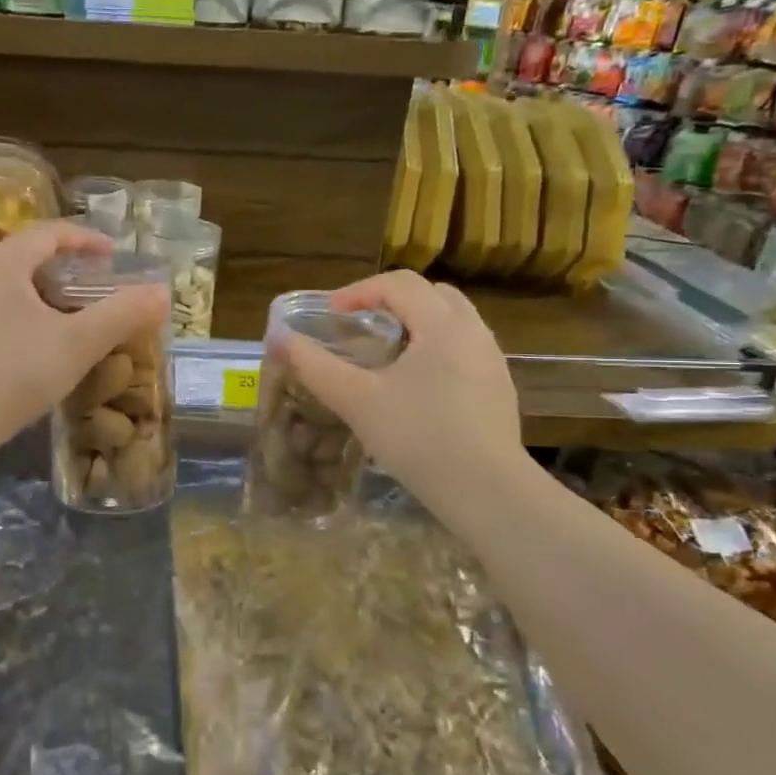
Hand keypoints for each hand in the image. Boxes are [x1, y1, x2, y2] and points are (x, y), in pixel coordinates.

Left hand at [0, 221, 169, 455]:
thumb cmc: (14, 374)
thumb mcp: (78, 344)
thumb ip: (122, 315)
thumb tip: (162, 292)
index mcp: (4, 264)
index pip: (49, 232)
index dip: (85, 238)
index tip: (114, 255)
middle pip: (28, 256)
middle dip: (68, 266)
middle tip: (98, 285)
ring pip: (13, 286)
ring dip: (47, 293)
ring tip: (75, 315)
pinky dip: (28, 315)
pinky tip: (41, 345)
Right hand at [280, 271, 527, 505]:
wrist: (487, 491)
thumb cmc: (418, 437)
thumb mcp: (356, 400)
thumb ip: (314, 366)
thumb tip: (276, 337)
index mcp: (441, 324)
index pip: (398, 283)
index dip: (359, 291)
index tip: (331, 315)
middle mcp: (473, 331)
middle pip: (431, 295)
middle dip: (391, 303)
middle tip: (360, 328)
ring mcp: (492, 361)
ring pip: (452, 322)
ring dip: (416, 325)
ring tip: (386, 357)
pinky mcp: (499, 389)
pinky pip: (464, 350)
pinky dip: (436, 351)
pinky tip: (417, 389)